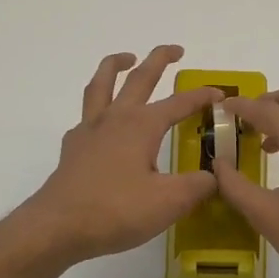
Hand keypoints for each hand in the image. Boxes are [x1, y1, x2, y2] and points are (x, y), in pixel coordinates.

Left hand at [12, 46, 221, 268]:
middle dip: (159, 59)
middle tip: (175, 50)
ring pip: (102, 84)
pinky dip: (98, 106)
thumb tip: (215, 176)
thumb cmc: (116, 210)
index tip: (220, 94)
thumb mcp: (169, 202)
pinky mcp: (73, 148)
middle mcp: (115, 118)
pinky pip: (86, 115)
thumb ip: (198, 186)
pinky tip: (103, 120)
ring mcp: (89, 131)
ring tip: (126, 58)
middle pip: (139, 78)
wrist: (57, 227)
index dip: (201, 97)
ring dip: (116, 66)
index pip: (179, 103)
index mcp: (142, 125)